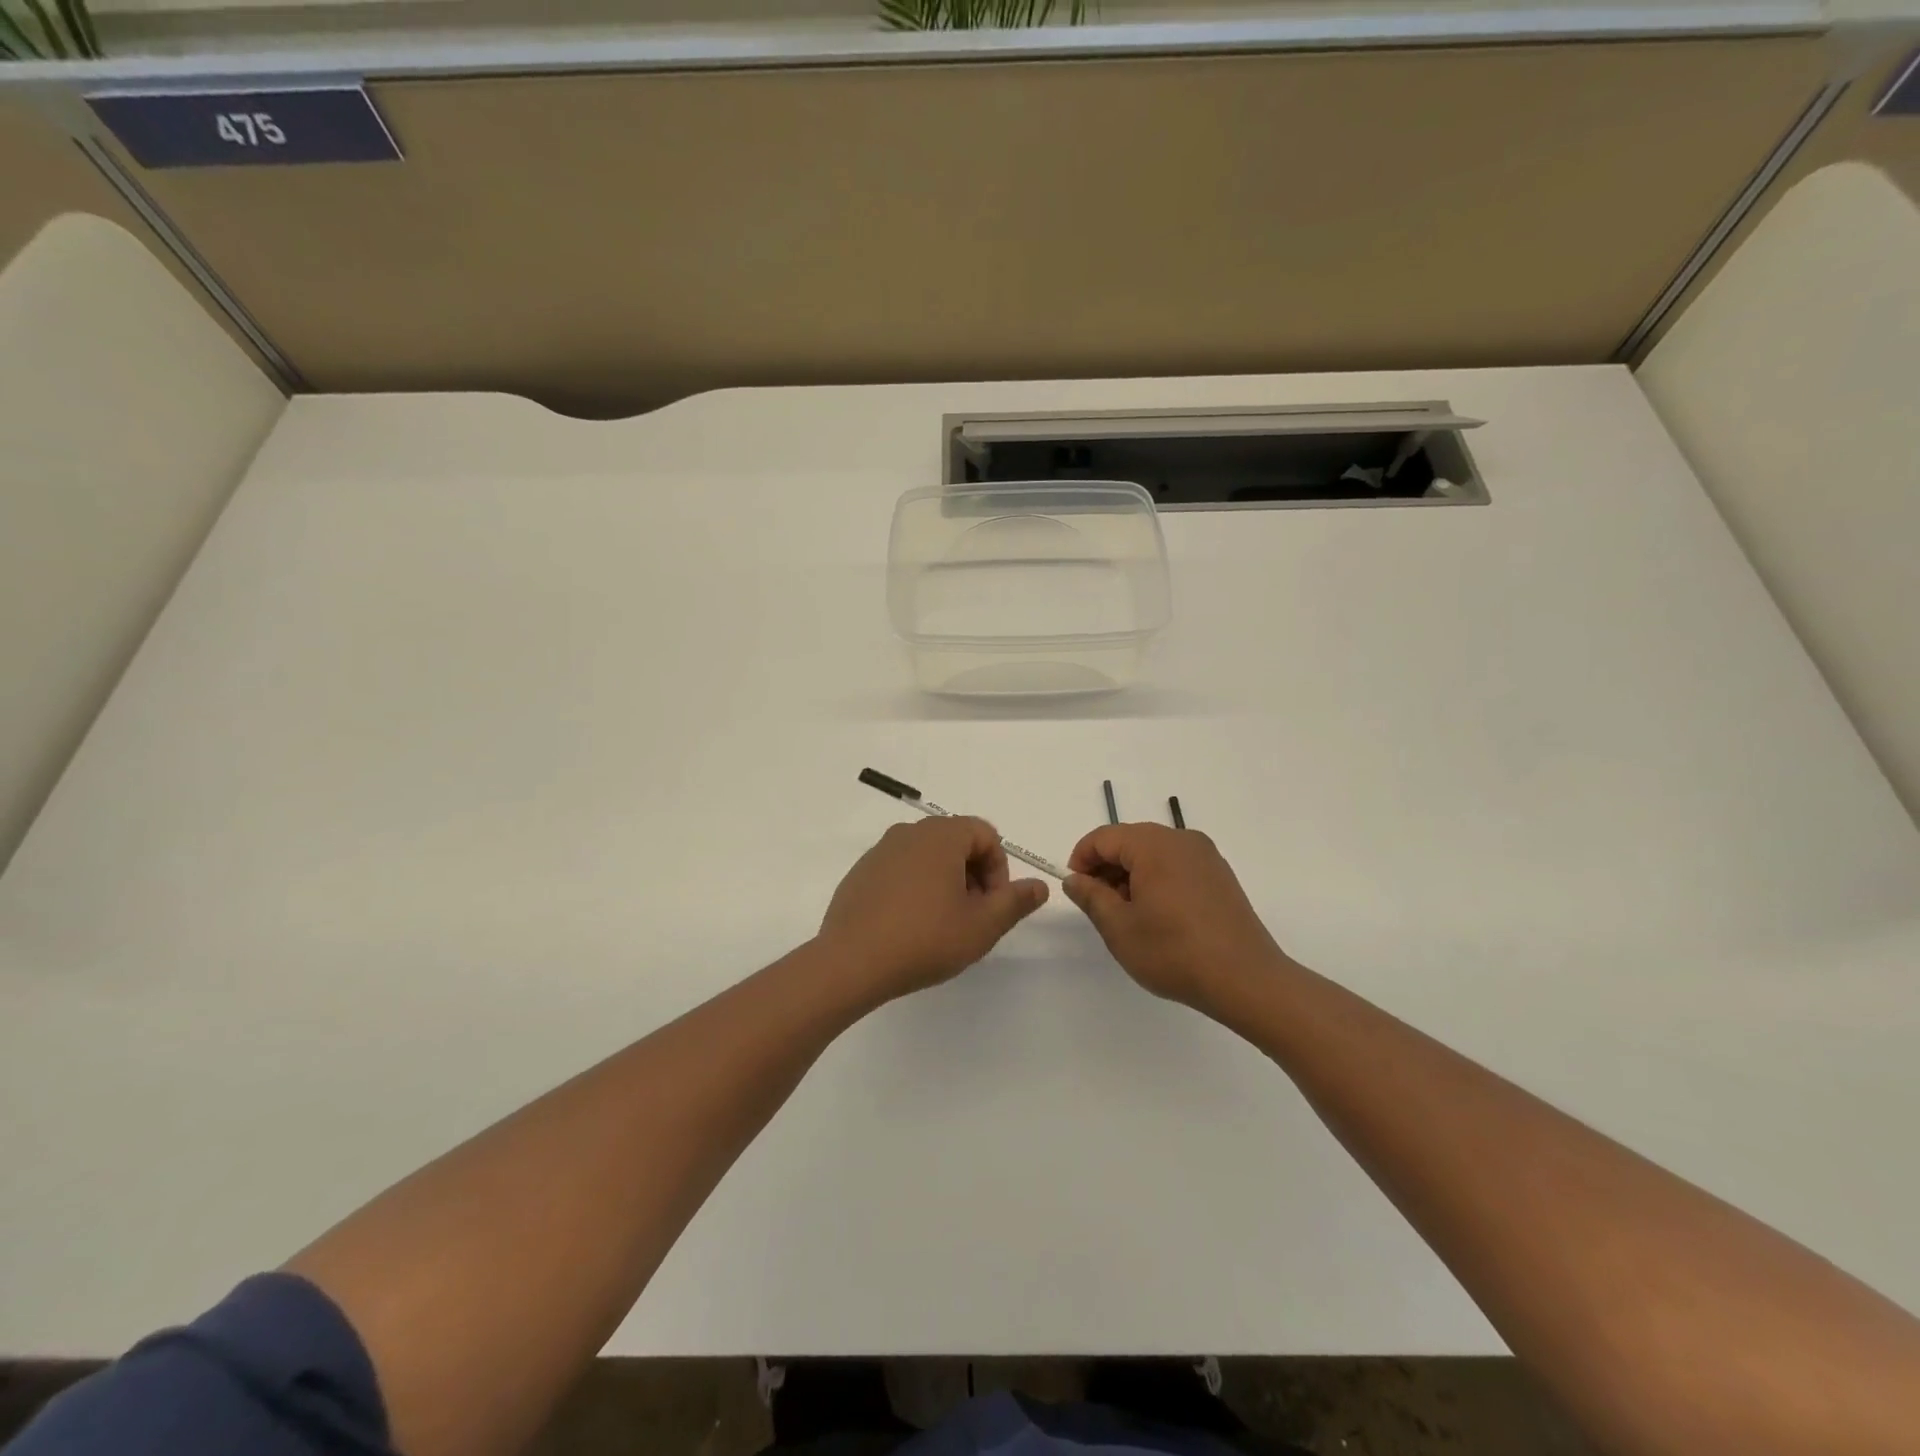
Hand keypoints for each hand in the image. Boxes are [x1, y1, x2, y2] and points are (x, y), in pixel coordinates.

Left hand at [817, 817, 1049, 1002]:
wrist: (850, 963)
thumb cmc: (924, 939)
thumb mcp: (982, 926)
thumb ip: (1014, 902)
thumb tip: (1039, 886)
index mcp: (941, 836)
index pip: (985, 834)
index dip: (998, 868)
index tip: (993, 905)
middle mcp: (909, 833)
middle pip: (956, 841)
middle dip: (973, 875)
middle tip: (973, 916)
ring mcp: (880, 852)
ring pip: (928, 856)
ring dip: (945, 882)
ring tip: (943, 924)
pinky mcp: (861, 873)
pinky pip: (900, 870)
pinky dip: (915, 889)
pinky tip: (910, 926)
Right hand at [1063, 823, 1287, 1012]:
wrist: (1246, 979)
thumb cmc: (1174, 952)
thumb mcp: (1119, 927)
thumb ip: (1091, 896)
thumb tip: (1075, 879)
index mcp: (1154, 845)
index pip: (1104, 837)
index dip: (1081, 859)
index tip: (1075, 888)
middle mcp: (1181, 840)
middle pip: (1130, 841)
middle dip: (1107, 867)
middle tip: (1098, 904)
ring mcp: (1205, 856)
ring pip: (1154, 853)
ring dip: (1131, 875)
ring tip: (1127, 914)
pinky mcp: (1220, 875)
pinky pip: (1176, 865)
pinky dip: (1157, 879)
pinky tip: (1157, 915)